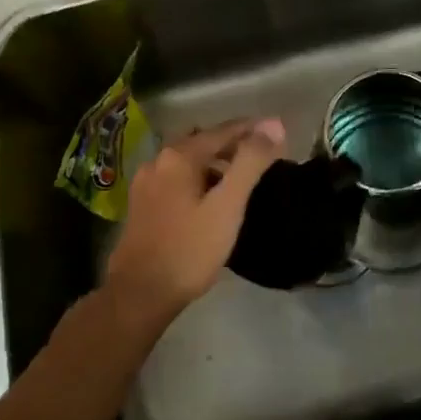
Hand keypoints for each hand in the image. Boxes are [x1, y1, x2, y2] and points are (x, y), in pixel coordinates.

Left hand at [102, 117, 285, 328]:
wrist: (140, 295)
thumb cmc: (190, 250)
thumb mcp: (227, 205)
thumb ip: (251, 162)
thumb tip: (274, 124)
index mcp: (178, 156)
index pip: (224, 130)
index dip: (254, 130)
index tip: (280, 134)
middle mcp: (158, 161)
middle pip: (204, 142)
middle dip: (235, 145)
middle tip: (265, 157)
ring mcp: (146, 183)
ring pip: (190, 162)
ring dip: (217, 163)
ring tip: (243, 178)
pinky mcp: (142, 205)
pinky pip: (178, 179)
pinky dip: (200, 179)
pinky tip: (212, 198)